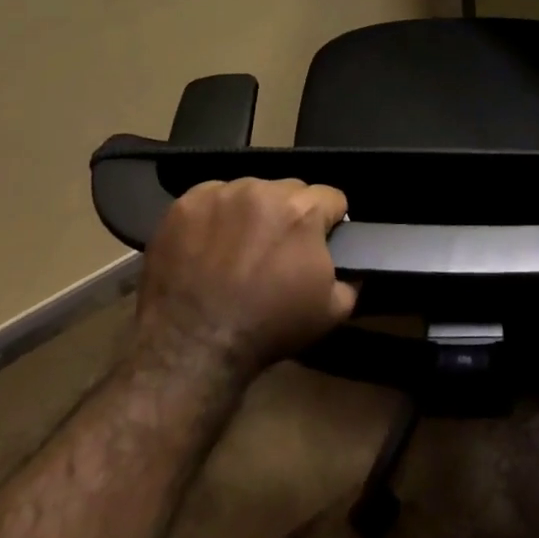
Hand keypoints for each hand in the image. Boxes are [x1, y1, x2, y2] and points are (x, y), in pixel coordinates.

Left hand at [136, 178, 356, 379]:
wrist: (194, 347)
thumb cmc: (269, 327)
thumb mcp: (333, 310)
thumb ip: (352, 276)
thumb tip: (353, 263)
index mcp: (303, 210)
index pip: (332, 197)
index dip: (330, 222)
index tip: (319, 244)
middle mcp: (264, 190)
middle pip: (291, 190)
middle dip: (291, 214)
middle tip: (278, 251)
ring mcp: (221, 194)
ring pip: (251, 191)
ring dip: (254, 212)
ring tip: (241, 248)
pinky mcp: (186, 205)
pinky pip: (213, 198)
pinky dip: (217, 216)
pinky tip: (210, 245)